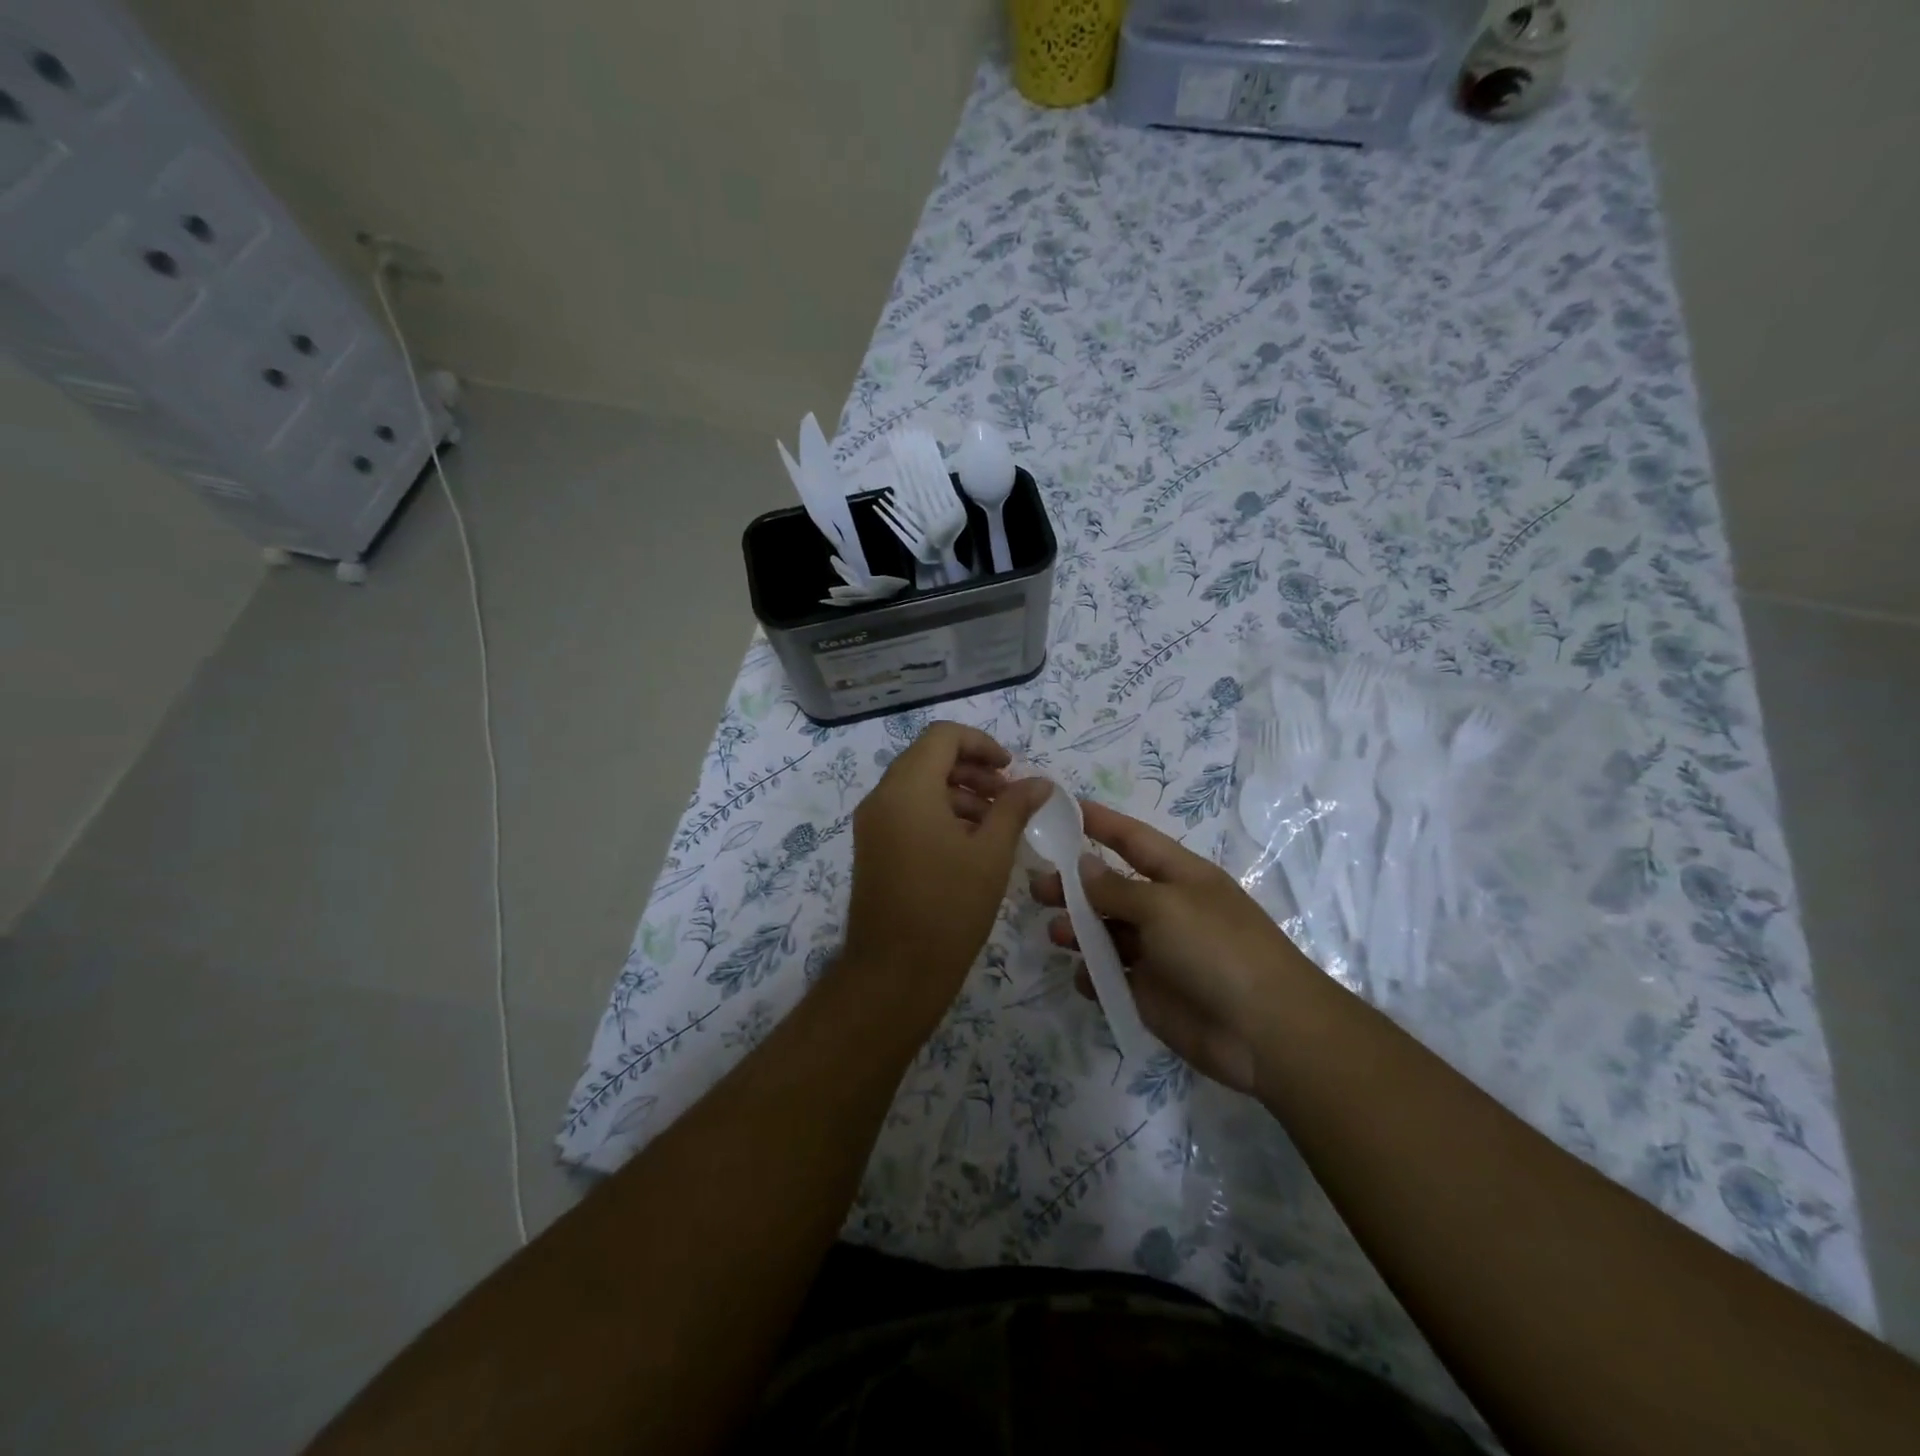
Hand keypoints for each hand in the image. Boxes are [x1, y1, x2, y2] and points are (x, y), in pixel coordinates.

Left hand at [841, 722, 1051, 1025]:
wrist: (894, 972)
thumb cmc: (948, 907)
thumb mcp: (991, 853)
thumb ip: (1015, 807)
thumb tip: (1040, 782)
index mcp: (907, 788)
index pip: (942, 737)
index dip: (981, 743)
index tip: (1011, 769)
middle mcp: (882, 797)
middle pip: (929, 758)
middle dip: (972, 769)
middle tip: (1009, 795)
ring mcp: (873, 824)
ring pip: (918, 786)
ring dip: (958, 792)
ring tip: (997, 822)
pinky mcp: (873, 848)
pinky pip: (907, 812)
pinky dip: (939, 813)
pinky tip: (970, 843)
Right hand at [1032, 800, 1316, 1093]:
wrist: (1266, 1032)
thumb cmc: (1217, 949)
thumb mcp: (1164, 906)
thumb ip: (1116, 888)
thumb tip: (1082, 865)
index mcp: (1179, 876)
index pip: (1131, 839)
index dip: (1097, 821)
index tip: (1059, 808)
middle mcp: (1166, 910)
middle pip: (1111, 888)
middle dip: (1074, 885)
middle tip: (1035, 886)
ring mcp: (1158, 953)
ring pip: (1107, 933)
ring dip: (1078, 930)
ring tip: (1053, 932)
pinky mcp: (1151, 994)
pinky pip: (1112, 977)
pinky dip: (1093, 975)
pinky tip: (1083, 976)